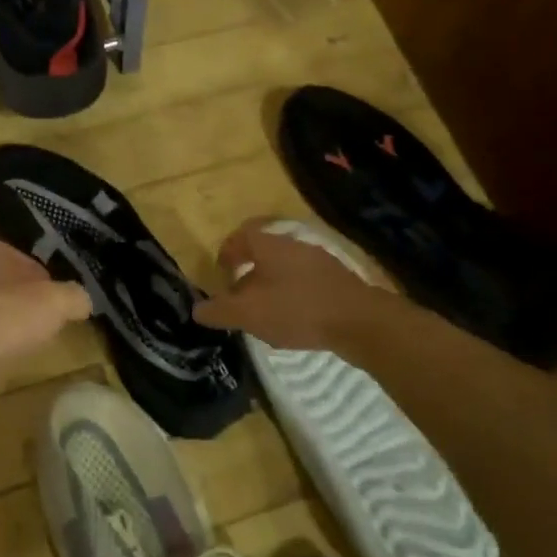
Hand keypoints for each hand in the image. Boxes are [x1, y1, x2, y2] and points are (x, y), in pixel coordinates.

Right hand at [192, 219, 390, 351]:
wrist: (359, 321)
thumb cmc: (296, 310)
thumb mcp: (248, 314)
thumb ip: (219, 311)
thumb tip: (197, 310)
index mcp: (269, 244)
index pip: (241, 235)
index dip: (227, 252)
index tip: (220, 273)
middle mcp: (294, 244)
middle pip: (264, 250)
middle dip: (248, 271)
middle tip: (239, 295)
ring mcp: (319, 260)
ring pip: (285, 266)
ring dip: (271, 284)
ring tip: (265, 310)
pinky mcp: (338, 279)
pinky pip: (305, 280)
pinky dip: (293, 294)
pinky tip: (294, 318)